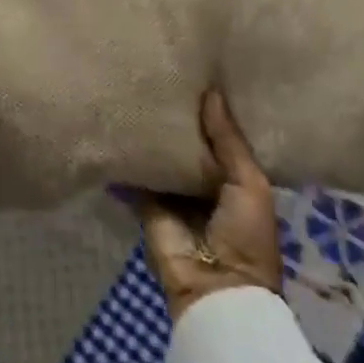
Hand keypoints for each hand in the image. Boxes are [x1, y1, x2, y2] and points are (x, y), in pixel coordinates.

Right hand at [134, 90, 282, 321]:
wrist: (216, 289)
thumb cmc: (246, 236)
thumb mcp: (249, 184)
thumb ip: (229, 140)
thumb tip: (212, 92)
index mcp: (234, 180)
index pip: (220, 139)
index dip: (211, 113)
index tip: (199, 73)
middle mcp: (202, 184)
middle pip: (187, 145)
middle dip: (177, 119)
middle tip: (161, 73)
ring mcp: (172, 194)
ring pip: (160, 157)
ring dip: (151, 135)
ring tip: (135, 88)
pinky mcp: (145, 204)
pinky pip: (135, 174)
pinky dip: (127, 157)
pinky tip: (114, 123)